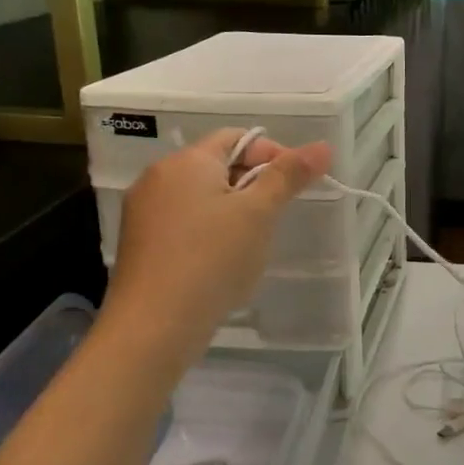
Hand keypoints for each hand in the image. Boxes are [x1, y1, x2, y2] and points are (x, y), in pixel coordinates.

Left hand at [99, 129, 331, 362]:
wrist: (154, 326)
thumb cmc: (212, 259)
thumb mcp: (259, 214)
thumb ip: (288, 176)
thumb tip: (322, 146)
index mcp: (187, 161)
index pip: (236, 138)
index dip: (273, 154)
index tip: (296, 185)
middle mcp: (159, 177)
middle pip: (218, 165)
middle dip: (254, 184)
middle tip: (278, 216)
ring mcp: (144, 212)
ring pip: (202, 196)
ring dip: (233, 210)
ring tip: (254, 242)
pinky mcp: (142, 244)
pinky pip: (185, 223)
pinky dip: (210, 232)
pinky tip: (223, 262)